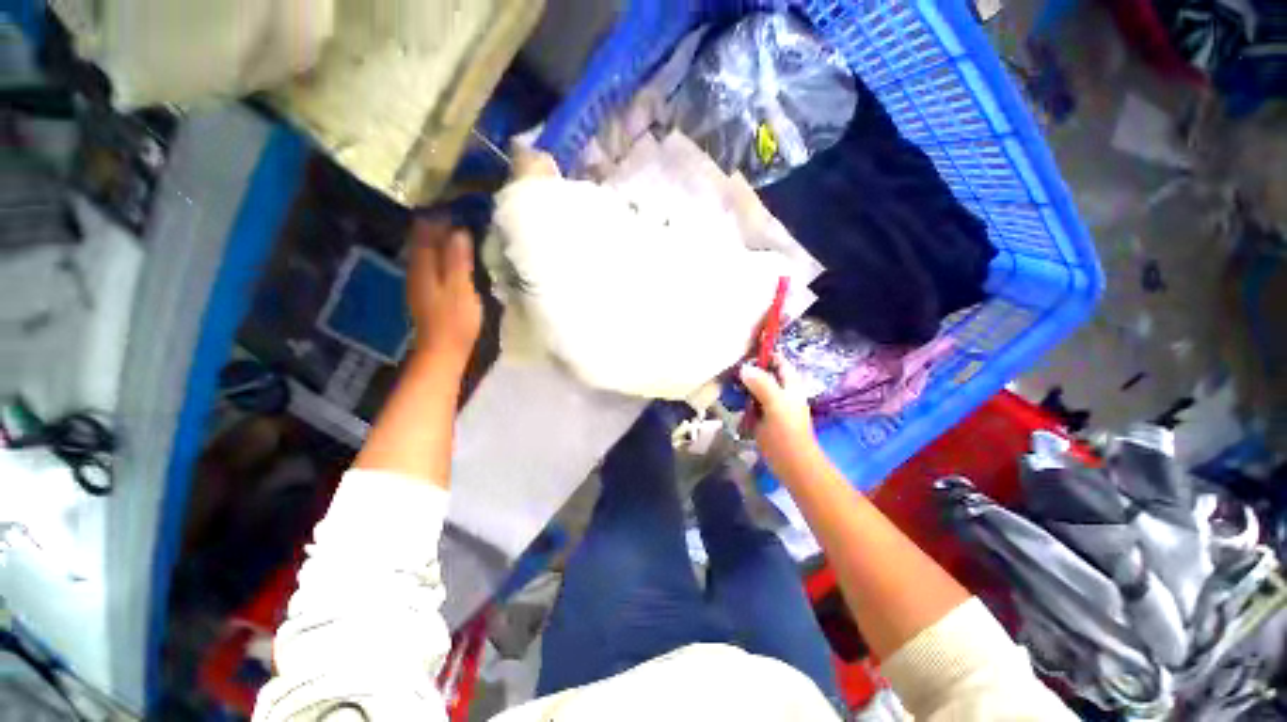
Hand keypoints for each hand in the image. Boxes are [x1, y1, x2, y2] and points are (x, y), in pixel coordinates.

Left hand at [406, 218, 481, 367]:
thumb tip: (458, 230)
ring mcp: (420, 280)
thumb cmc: (455, 320)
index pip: (425, 230)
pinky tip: (454, 253)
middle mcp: (416, 268)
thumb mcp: (461, 289)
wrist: (443, 350)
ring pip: (426, 249)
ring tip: (459, 226)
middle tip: (460, 210)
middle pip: (422, 237)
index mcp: (423, 265)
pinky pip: (431, 262)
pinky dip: (441, 252)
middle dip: (438, 222)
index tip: (456, 202)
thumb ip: (457, 260)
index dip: (438, 214)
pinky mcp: (427, 291)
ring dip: (440, 237)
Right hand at [739, 354, 822, 477]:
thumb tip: (744, 368)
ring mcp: (770, 404)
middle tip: (728, 368)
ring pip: (754, 388)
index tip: (742, 353)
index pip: (777, 360)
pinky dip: (740, 399)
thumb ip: (761, 384)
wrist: (791, 463)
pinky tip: (730, 399)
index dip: (763, 355)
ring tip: (725, 382)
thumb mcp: (776, 404)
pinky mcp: (761, 417)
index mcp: (790, 384)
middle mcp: (780, 391)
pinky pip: (749, 402)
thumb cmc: (787, 432)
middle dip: (748, 370)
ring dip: (742, 385)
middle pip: (763, 373)